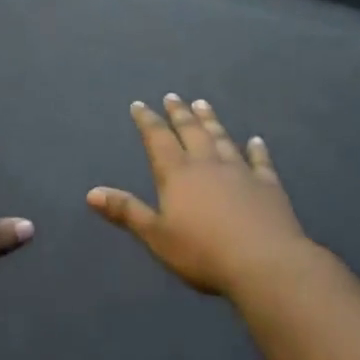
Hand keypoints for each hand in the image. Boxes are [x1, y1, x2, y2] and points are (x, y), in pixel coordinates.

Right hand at [87, 96, 309, 297]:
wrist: (264, 263)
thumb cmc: (202, 252)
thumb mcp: (156, 236)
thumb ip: (127, 212)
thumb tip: (91, 193)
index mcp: (177, 174)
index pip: (158, 139)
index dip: (148, 121)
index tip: (140, 105)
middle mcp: (207, 164)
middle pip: (191, 131)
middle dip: (179, 113)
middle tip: (173, 96)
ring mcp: (240, 171)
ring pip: (222, 138)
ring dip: (211, 121)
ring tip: (203, 103)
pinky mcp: (268, 185)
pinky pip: (260, 161)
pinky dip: (256, 149)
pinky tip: (255, 140)